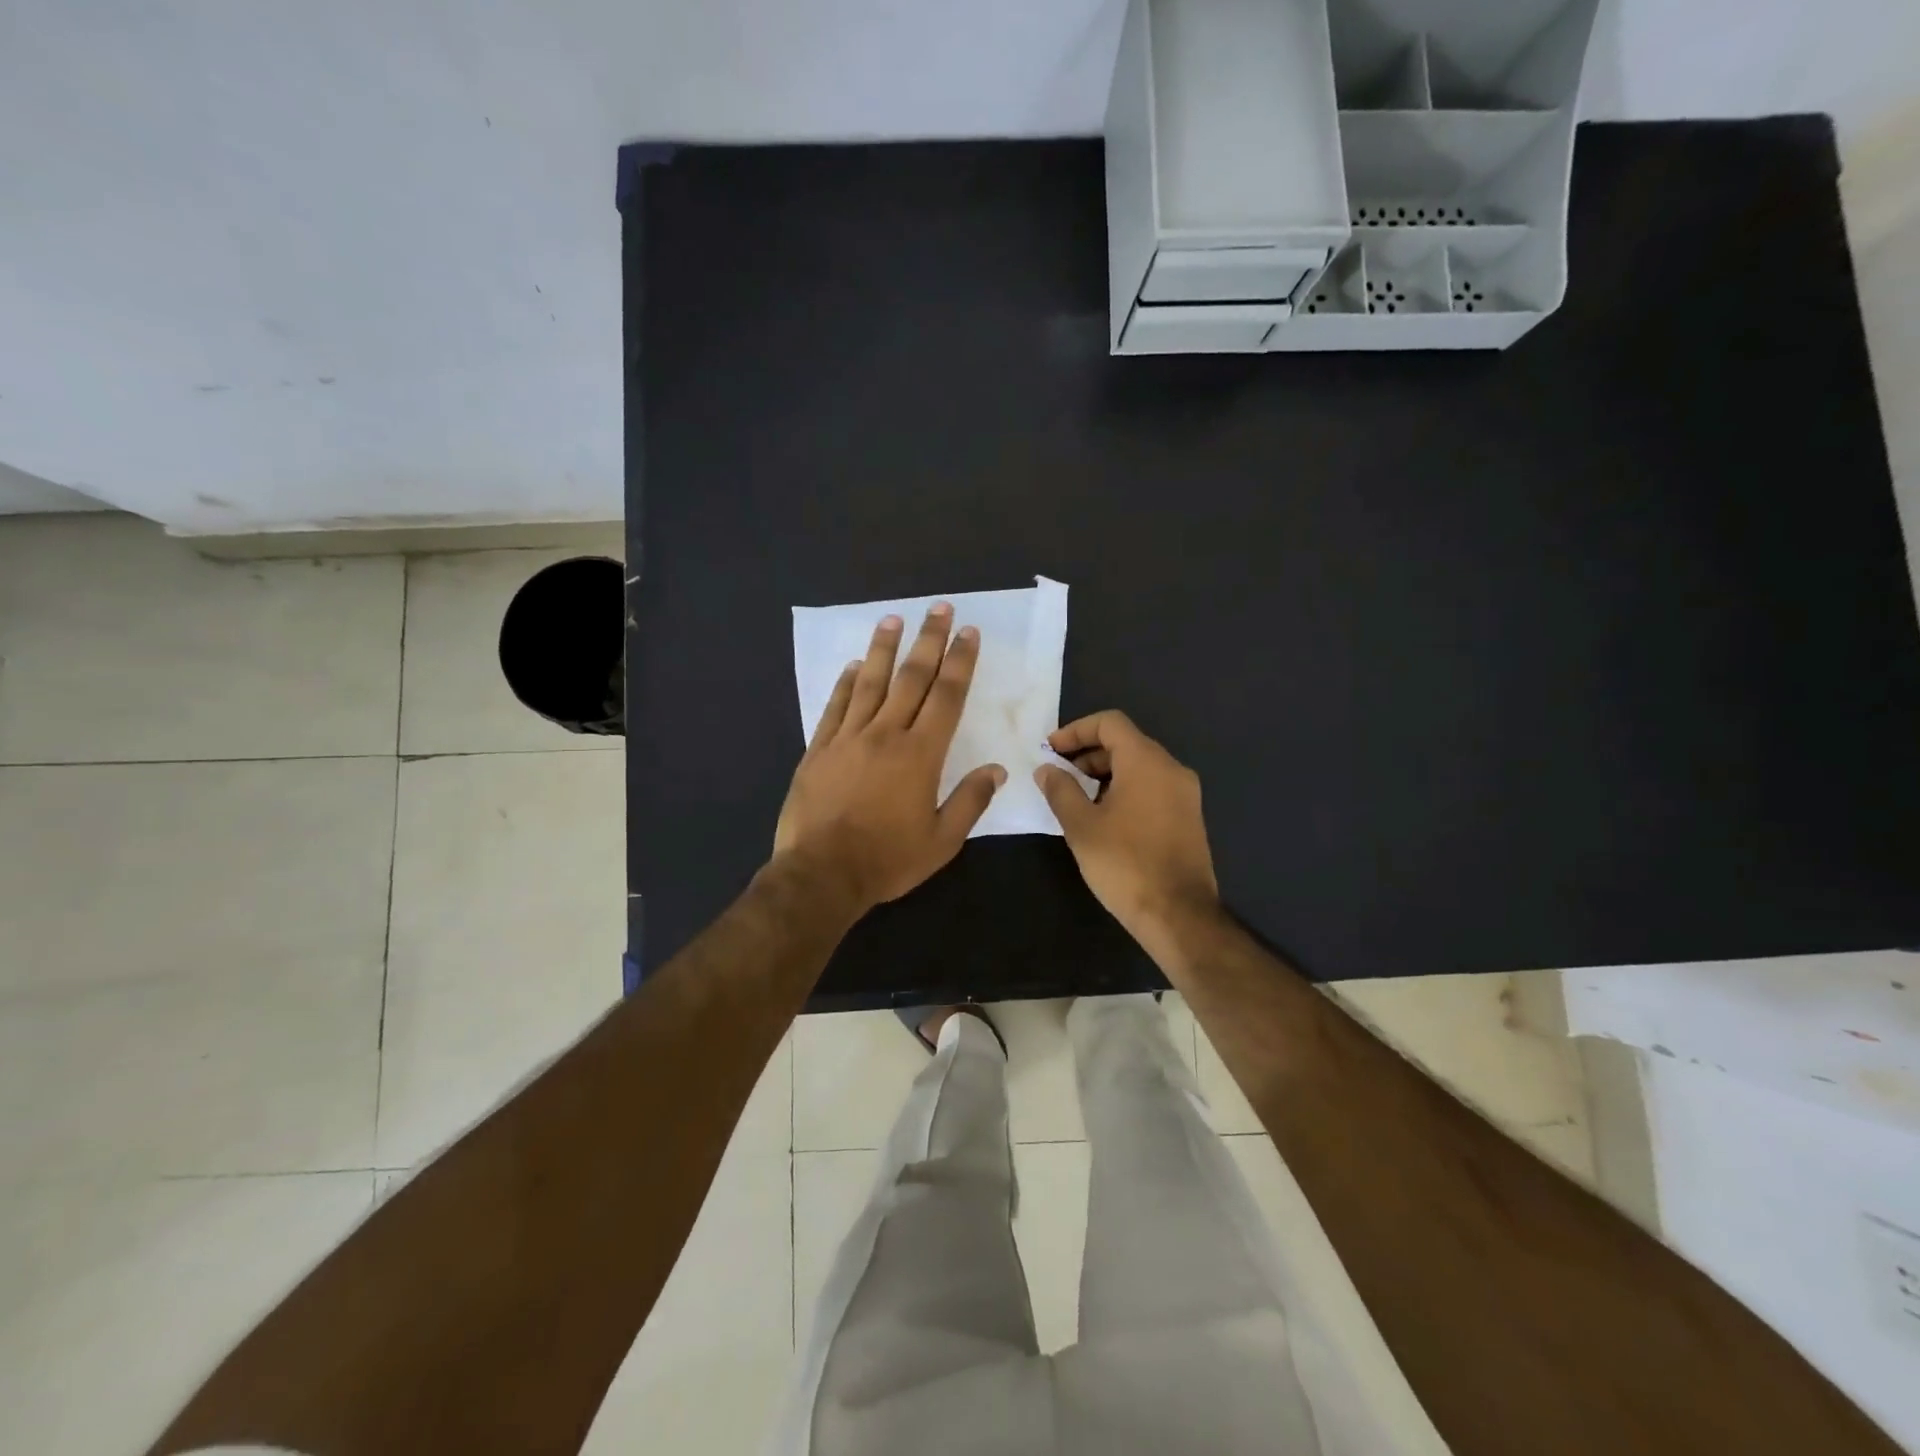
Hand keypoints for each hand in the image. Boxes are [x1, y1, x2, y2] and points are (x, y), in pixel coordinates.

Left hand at [774, 604, 1005, 914]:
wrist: (820, 874)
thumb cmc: (887, 860)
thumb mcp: (941, 841)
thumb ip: (970, 801)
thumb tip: (996, 770)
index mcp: (920, 754)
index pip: (946, 696)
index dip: (960, 662)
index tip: (968, 633)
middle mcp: (885, 734)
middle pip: (911, 678)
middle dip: (929, 640)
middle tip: (939, 608)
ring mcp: (847, 738)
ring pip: (869, 683)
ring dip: (883, 649)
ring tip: (893, 619)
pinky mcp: (818, 750)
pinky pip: (834, 707)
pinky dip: (844, 684)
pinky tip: (851, 666)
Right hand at [1034, 711, 1219, 948]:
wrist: (1178, 915)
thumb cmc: (1125, 865)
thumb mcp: (1082, 826)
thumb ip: (1061, 790)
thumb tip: (1047, 769)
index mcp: (1147, 762)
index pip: (1110, 723)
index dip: (1076, 730)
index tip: (1050, 751)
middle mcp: (1171, 769)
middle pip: (1125, 743)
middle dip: (1088, 754)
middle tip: (1059, 777)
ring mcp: (1185, 794)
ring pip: (1139, 766)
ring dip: (1105, 774)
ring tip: (1077, 800)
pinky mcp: (1188, 817)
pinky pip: (1153, 787)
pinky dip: (1125, 789)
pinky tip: (1105, 818)